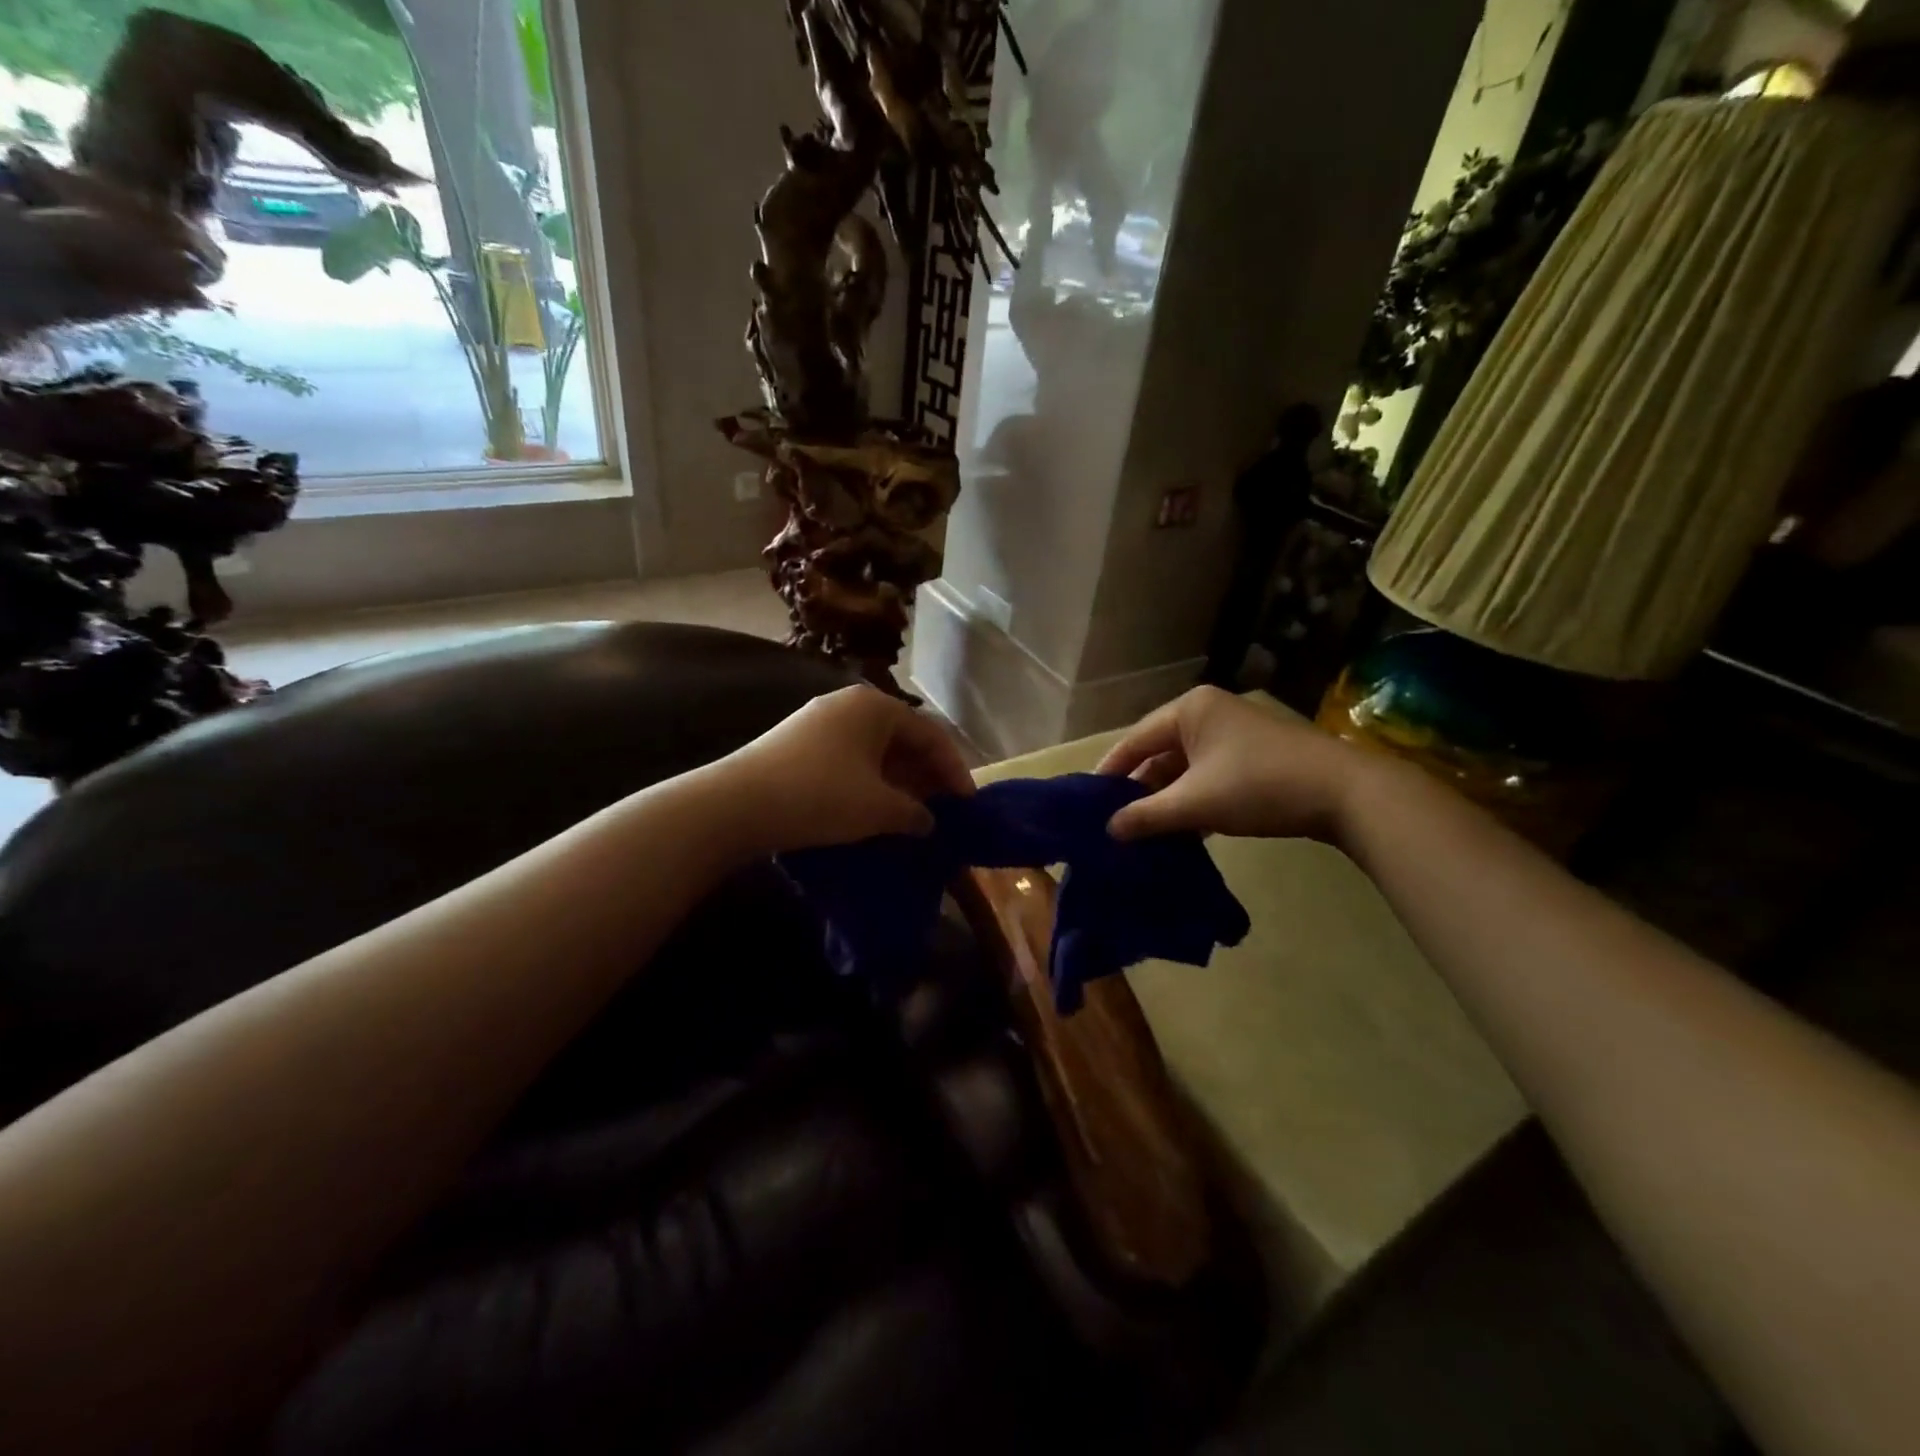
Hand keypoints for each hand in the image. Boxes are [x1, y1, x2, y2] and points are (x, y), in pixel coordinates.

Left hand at [716, 686, 974, 855]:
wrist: (735, 805)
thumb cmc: (820, 796)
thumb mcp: (878, 808)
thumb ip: (914, 813)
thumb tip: (927, 821)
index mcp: (875, 706)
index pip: (930, 734)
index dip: (954, 769)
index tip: (968, 803)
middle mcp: (848, 704)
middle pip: (902, 738)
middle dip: (925, 775)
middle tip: (943, 810)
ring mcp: (819, 722)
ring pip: (874, 750)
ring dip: (898, 781)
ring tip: (912, 814)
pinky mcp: (797, 744)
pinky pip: (850, 759)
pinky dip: (870, 782)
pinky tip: (874, 809)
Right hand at [1097, 687, 1367, 843]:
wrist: (1345, 793)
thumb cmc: (1259, 786)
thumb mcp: (1195, 803)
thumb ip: (1147, 815)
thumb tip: (1109, 830)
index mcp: (1189, 710)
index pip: (1134, 740)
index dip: (1110, 771)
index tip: (1088, 802)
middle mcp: (1208, 713)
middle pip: (1159, 753)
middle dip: (1139, 789)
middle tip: (1115, 822)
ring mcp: (1234, 734)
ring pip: (1185, 768)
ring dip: (1167, 799)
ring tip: (1143, 832)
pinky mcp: (1253, 756)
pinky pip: (1208, 776)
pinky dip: (1193, 801)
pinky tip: (1183, 831)